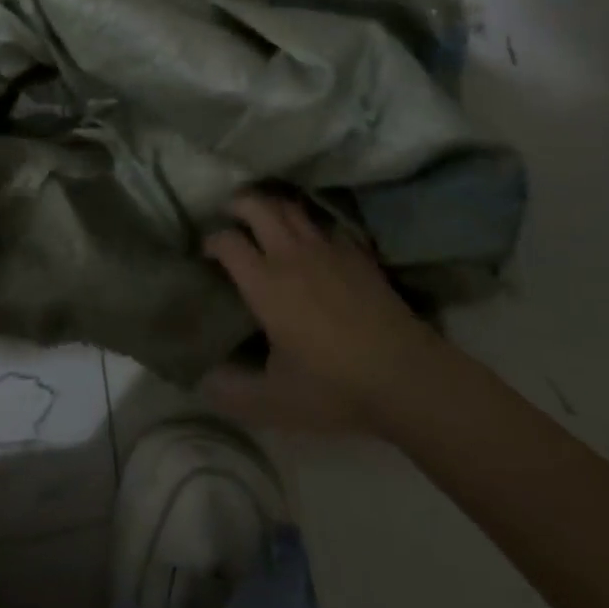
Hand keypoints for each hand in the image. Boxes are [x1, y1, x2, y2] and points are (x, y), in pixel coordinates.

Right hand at [200, 192, 437, 433]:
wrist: (405, 376)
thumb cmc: (333, 388)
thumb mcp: (274, 402)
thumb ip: (232, 391)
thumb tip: (203, 382)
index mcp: (265, 284)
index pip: (227, 241)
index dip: (211, 241)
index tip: (206, 252)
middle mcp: (291, 255)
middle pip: (257, 206)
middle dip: (237, 205)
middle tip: (229, 217)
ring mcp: (327, 249)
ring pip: (292, 208)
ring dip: (272, 207)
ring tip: (265, 220)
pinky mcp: (357, 254)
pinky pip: (326, 225)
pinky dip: (310, 225)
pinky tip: (311, 243)